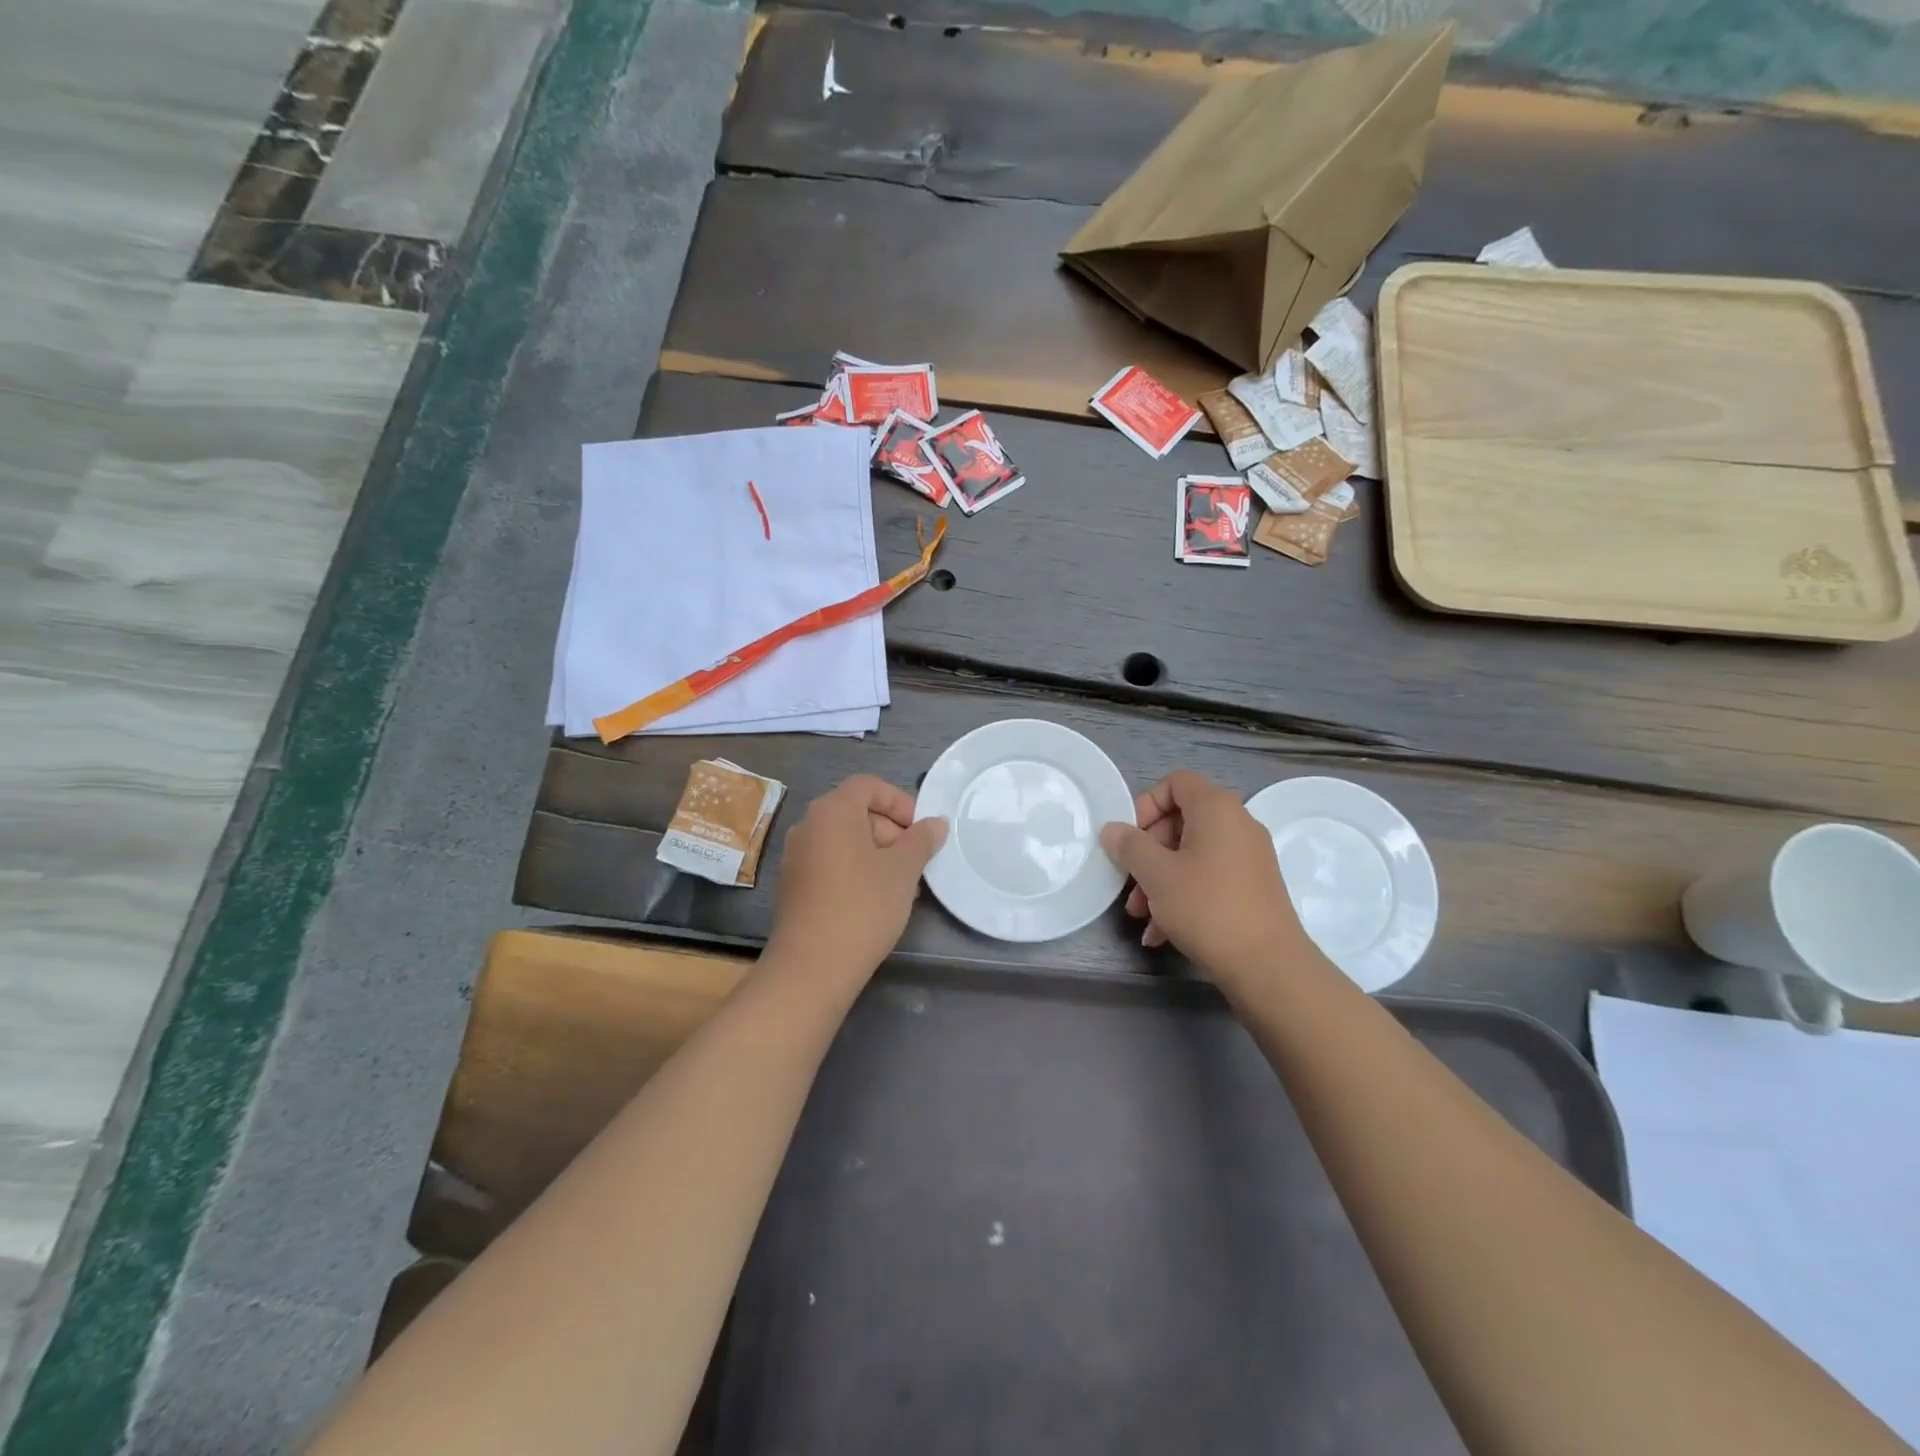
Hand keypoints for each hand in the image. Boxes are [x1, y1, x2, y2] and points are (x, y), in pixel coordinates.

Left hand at [765, 775, 947, 986]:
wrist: (812, 967)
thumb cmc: (863, 906)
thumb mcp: (903, 870)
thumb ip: (922, 840)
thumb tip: (935, 823)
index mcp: (832, 811)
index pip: (869, 786)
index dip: (900, 802)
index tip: (921, 832)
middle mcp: (808, 825)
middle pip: (856, 811)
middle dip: (891, 830)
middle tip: (915, 862)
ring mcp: (796, 856)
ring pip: (845, 840)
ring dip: (876, 853)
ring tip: (900, 885)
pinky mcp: (793, 885)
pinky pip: (830, 862)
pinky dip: (855, 869)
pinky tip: (874, 901)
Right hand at [1100, 770, 1315, 984]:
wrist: (1268, 966)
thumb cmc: (1207, 907)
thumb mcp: (1157, 875)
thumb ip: (1130, 846)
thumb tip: (1113, 830)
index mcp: (1217, 809)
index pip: (1176, 782)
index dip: (1146, 804)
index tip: (1130, 838)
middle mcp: (1237, 825)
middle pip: (1181, 821)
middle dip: (1148, 851)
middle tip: (1130, 881)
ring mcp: (1248, 858)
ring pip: (1191, 855)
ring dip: (1160, 879)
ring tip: (1140, 914)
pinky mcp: (1252, 888)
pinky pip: (1209, 879)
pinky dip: (1183, 896)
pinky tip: (1160, 933)